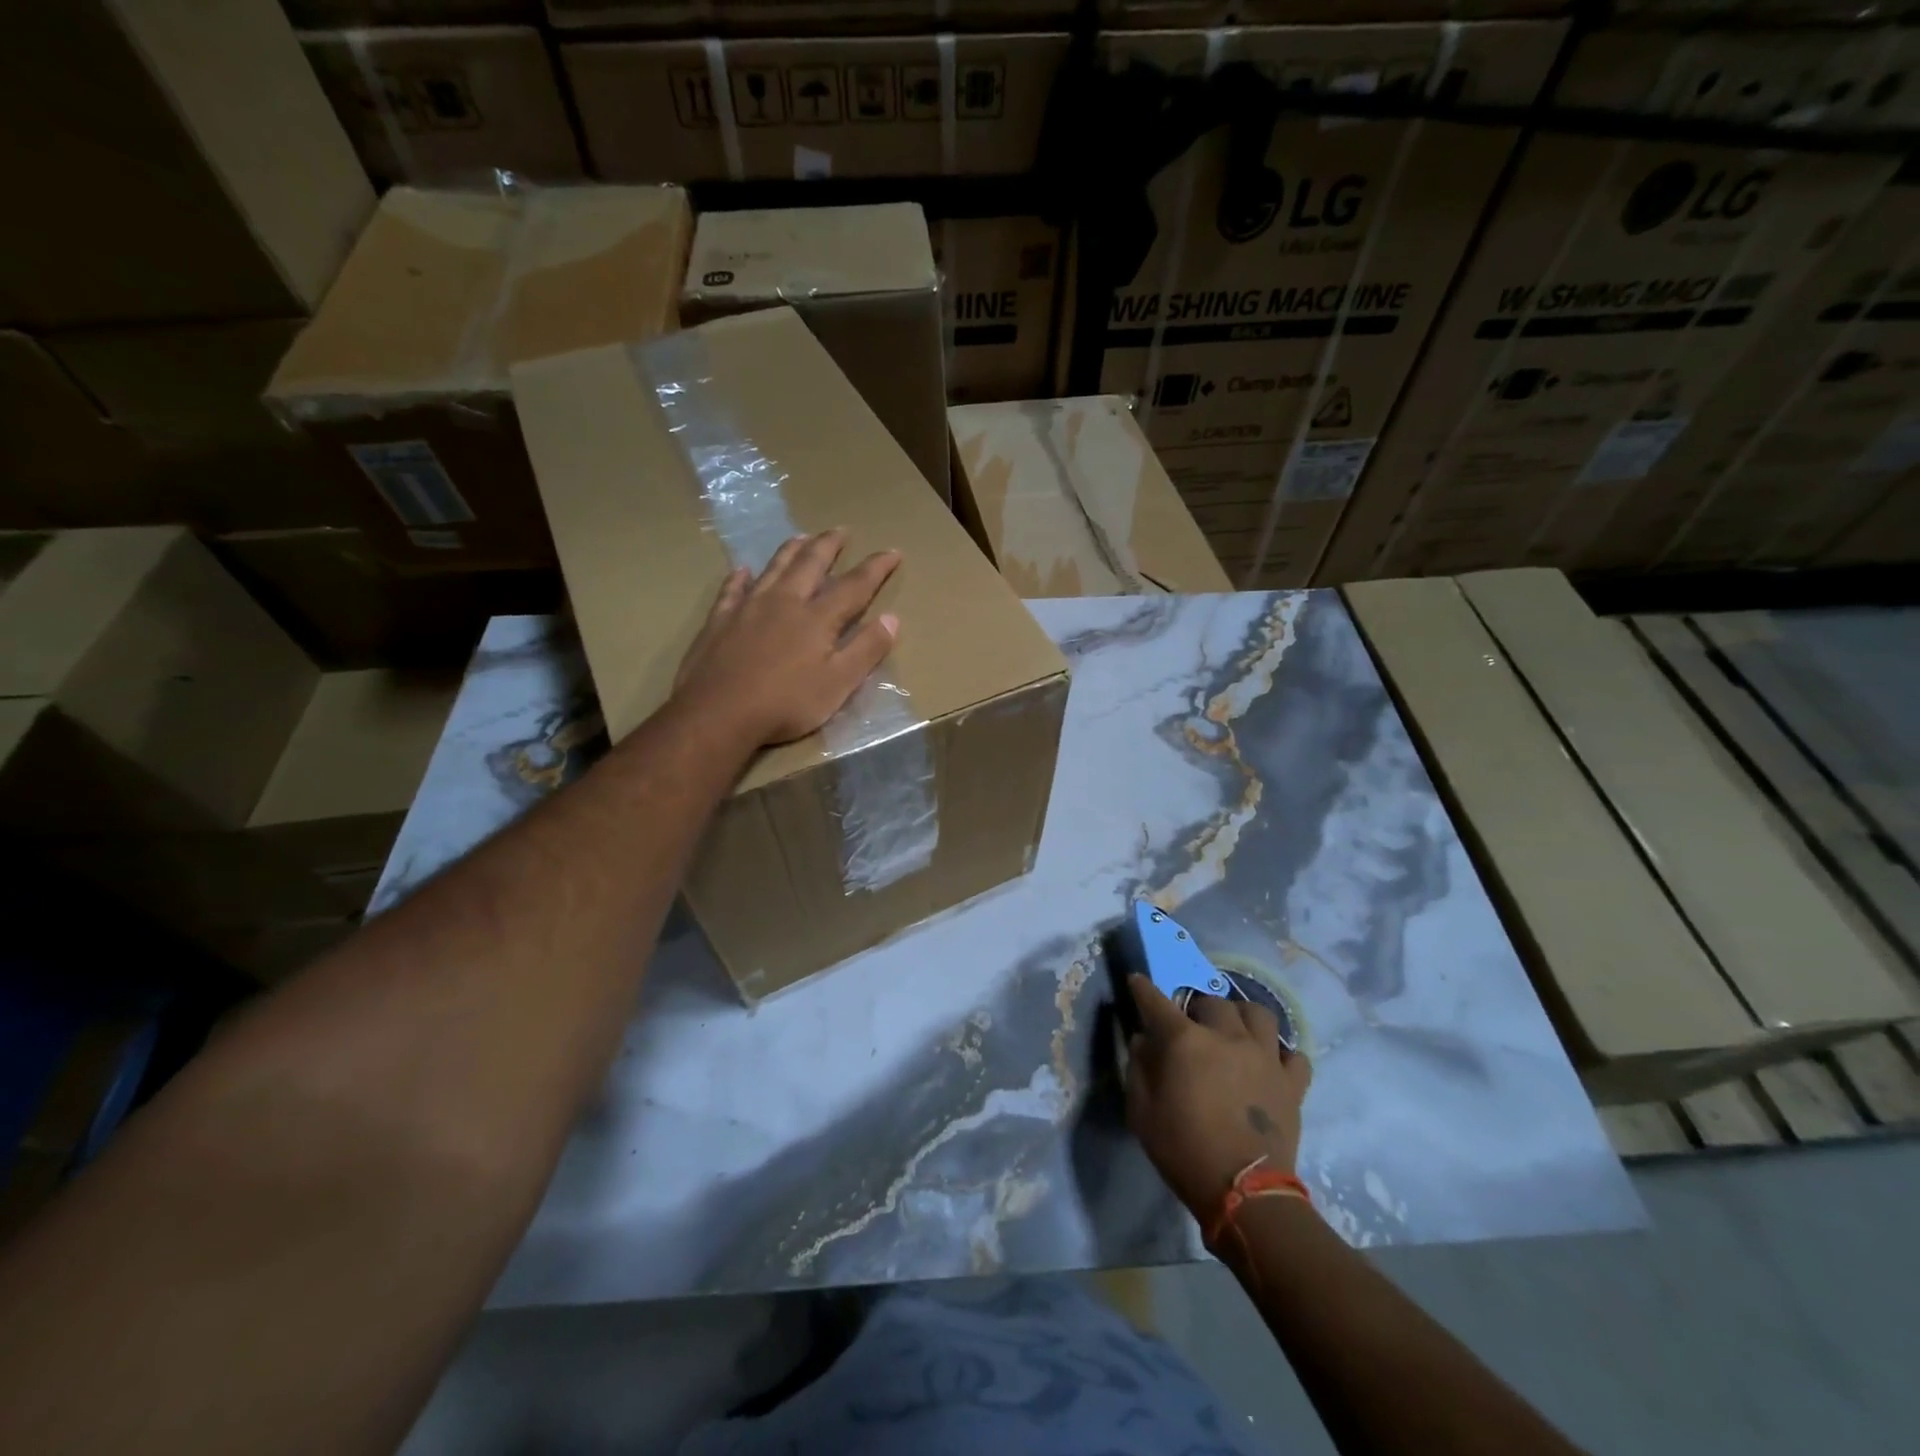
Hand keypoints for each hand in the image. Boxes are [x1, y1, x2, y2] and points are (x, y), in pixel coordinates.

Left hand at [674, 531, 901, 746]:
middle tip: (841, 530)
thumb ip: (866, 650)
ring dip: (791, 550)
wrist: (718, 713)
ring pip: (773, 568)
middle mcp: (784, 602)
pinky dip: (739, 577)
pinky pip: (732, 590)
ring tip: (802, 537)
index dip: (876, 568)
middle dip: (829, 545)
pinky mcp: (719, 621)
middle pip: (810, 564)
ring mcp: (748, 608)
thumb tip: (892, 618)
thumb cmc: (786, 703)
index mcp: (817, 618)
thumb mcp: (838, 684)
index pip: (854, 586)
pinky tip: (742, 570)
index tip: (893, 551)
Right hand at [1124, 974, 1311, 1218]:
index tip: (1137, 981)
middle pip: (1213, 1002)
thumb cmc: (1183, 1150)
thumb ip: (1138, 1067)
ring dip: (1242, 1017)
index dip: (1143, 989)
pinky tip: (1269, 1063)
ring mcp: (1264, 1057)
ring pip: (1259, 1014)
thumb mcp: (1141, 1111)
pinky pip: (1293, 1055)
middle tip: (1192, 1024)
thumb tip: (1143, 1040)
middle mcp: (1227, 1037)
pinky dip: (1280, 1054)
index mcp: (1185, 1041)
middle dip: (1197, 1007)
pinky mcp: (1292, 1083)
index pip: (1157, 1002)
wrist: (1244, 1193)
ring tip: (1235, 1030)